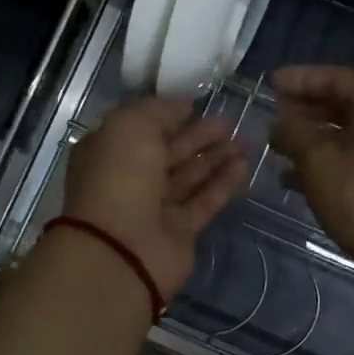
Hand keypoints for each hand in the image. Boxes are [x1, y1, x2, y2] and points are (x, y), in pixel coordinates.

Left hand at [61, 97, 248, 298]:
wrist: (121, 249)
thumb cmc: (119, 177)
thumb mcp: (130, 126)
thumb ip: (157, 111)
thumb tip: (181, 107)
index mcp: (109, 153)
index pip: (142, 130)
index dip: (168, 117)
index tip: (197, 106)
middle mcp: (130, 179)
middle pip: (168, 153)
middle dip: (197, 137)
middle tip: (228, 122)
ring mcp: (155, 208)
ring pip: (189, 177)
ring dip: (215, 158)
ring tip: (243, 140)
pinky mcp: (180, 231)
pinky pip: (204, 201)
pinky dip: (223, 183)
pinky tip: (244, 164)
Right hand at [270, 66, 353, 278]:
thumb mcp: (318, 159)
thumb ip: (293, 133)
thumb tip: (278, 125)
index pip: (339, 78)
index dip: (303, 78)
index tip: (272, 83)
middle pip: (344, 106)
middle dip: (306, 108)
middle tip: (273, 111)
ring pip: (344, 137)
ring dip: (310, 138)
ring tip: (277, 144)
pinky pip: (348, 162)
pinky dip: (321, 165)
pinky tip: (292, 178)